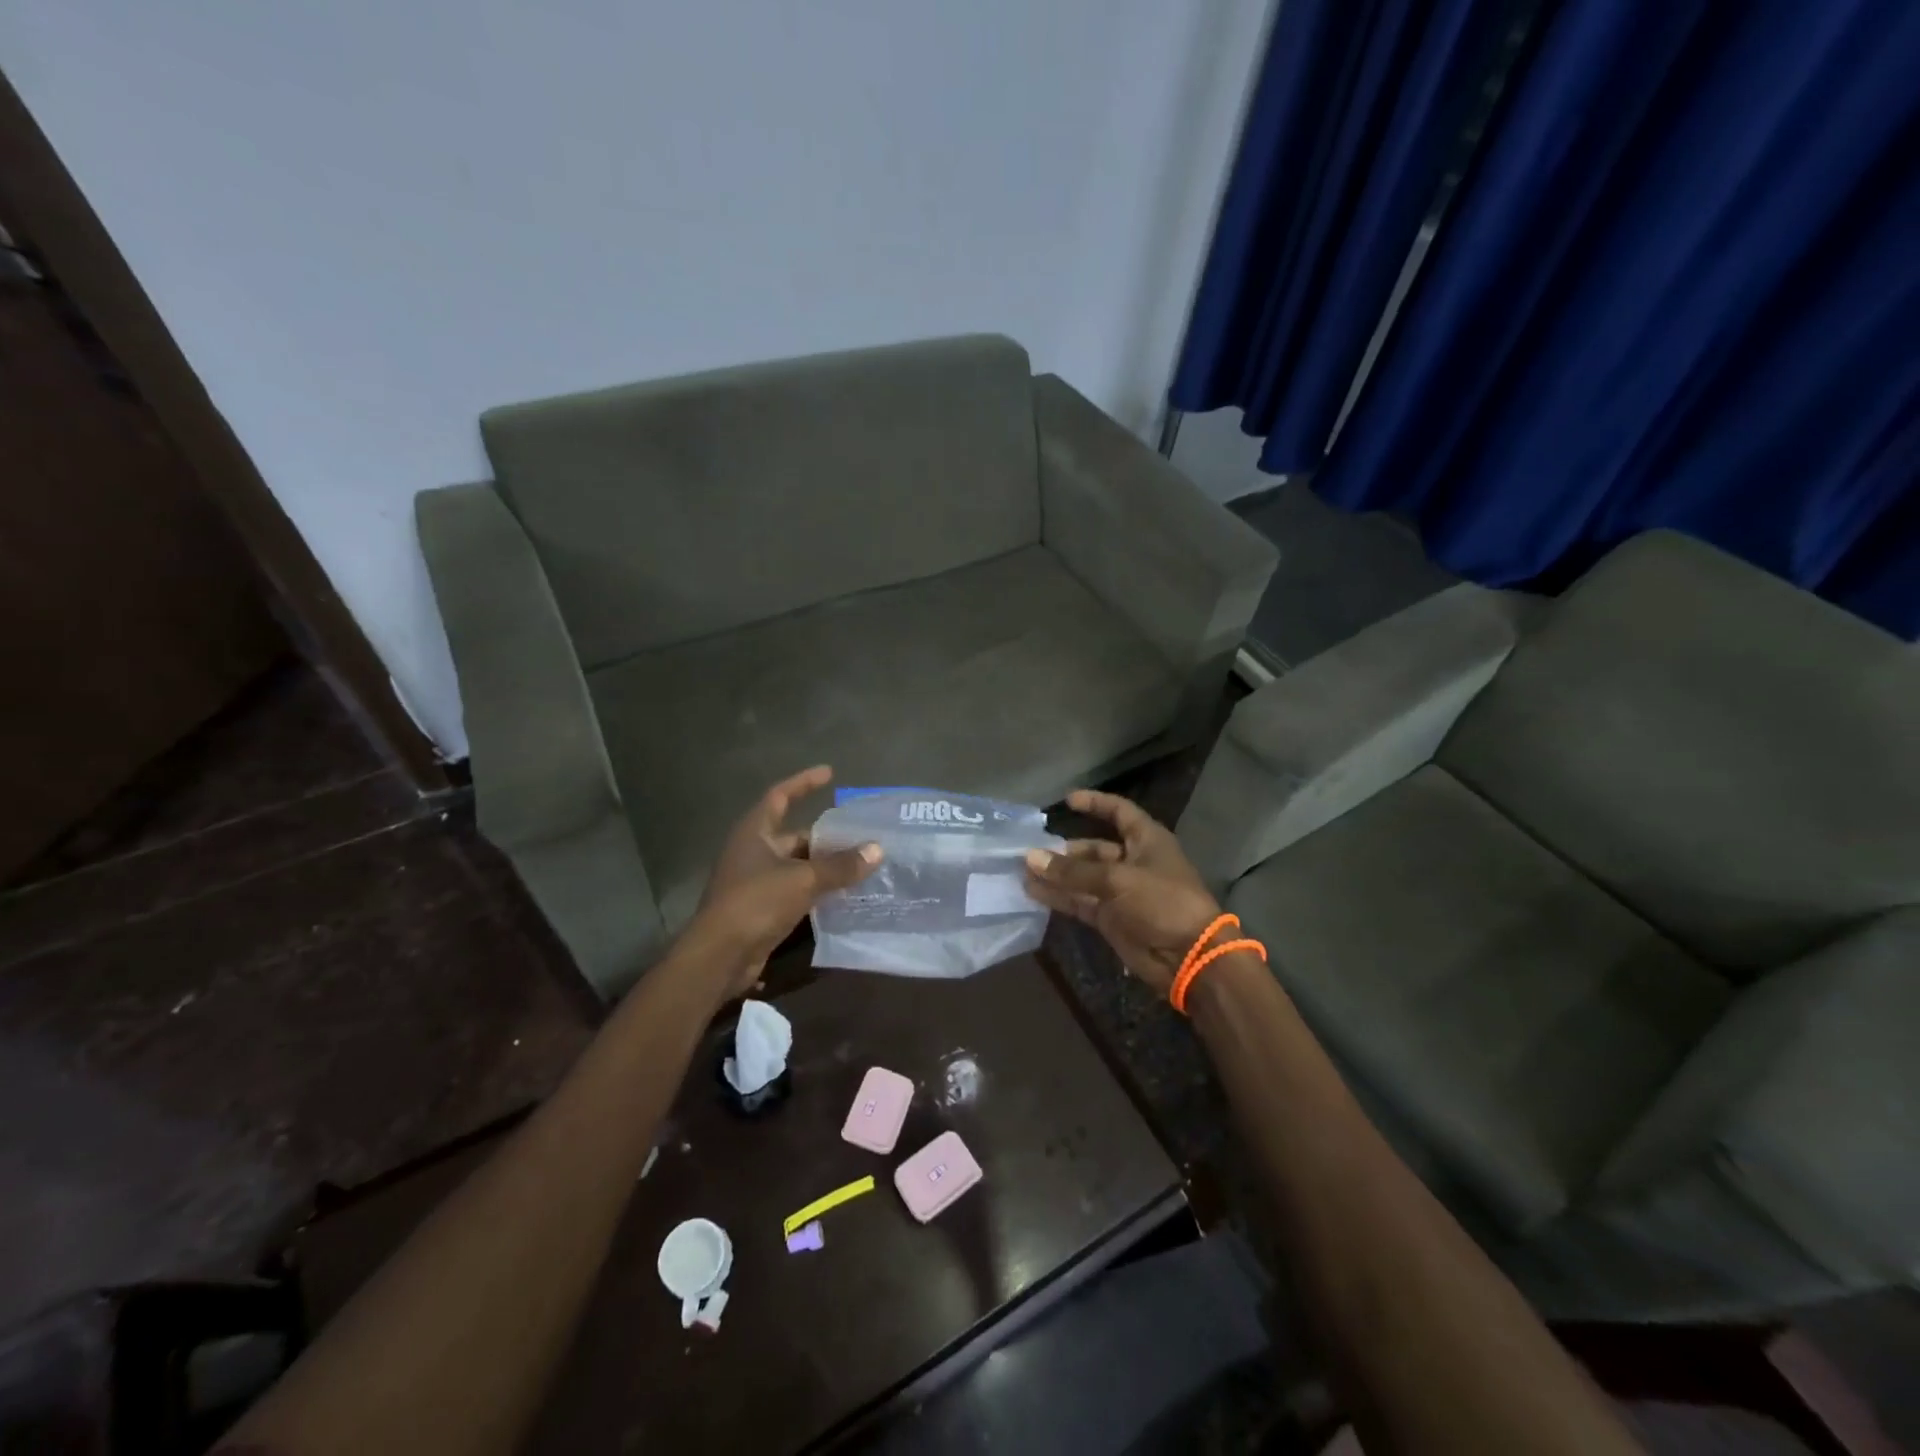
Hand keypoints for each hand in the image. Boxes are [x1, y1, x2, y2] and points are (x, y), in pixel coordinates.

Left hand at [687, 766, 880, 995]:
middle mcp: (752, 852)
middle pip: (793, 835)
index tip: (829, 773)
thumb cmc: (756, 903)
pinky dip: (817, 890)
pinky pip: (795, 891)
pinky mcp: (761, 910)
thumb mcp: (803, 879)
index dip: (804, 783)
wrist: (720, 956)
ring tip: (860, 862)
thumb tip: (877, 849)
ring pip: (797, 866)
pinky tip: (844, 894)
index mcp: (754, 832)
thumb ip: (840, 865)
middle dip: (825, 836)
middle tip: (859, 834)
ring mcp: (755, 882)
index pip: (780, 796)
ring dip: (824, 865)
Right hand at [1023, 789, 1221, 996]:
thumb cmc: (1161, 902)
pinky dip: (1059, 897)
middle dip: (1063, 850)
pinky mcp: (1110, 917)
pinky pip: (1080, 901)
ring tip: (1023, 871)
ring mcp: (1120, 892)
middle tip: (1030, 851)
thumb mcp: (1117, 880)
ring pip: (1082, 877)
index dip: (1095, 803)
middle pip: (1093, 848)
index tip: (1067, 801)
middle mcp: (1132, 862)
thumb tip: (1031, 857)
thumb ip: (1073, 871)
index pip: (1119, 812)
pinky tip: (1033, 892)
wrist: (1187, 957)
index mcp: (1146, 840)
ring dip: (1056, 875)